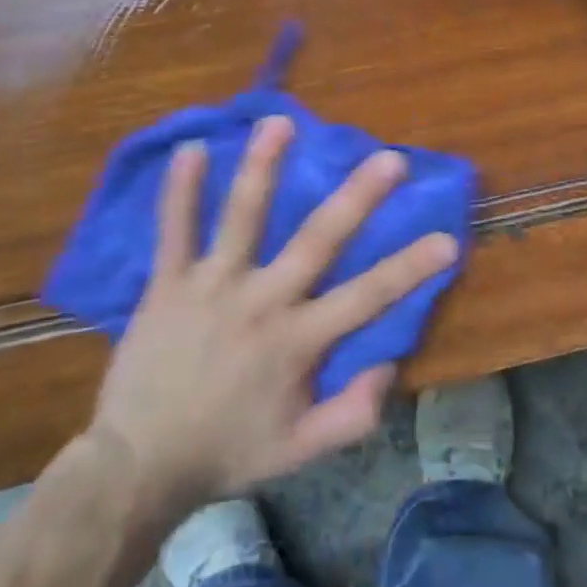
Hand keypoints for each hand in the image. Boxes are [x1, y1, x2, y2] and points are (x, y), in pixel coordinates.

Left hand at [88, 117, 459, 509]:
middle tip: (388, 158)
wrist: (138, 465)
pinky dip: (180, 191)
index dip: (411, 268)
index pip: (367, 297)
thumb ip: (352, 414)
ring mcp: (211, 287)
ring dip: (263, 167)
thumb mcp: (299, 451)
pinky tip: (190, 150)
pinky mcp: (168, 284)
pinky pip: (173, 231)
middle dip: (357, 197)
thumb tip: (390, 365)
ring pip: (242, 217)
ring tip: (280, 122)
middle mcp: (261, 302)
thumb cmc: (226, 452)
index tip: (448, 238)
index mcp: (297, 342)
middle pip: (317, 240)